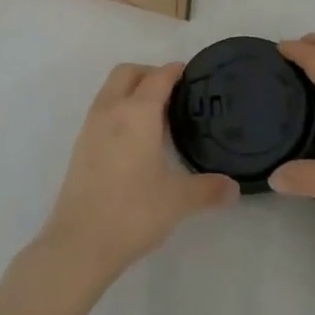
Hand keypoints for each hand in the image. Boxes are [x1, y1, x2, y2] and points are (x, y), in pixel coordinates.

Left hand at [37, 63, 237, 287]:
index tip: (191, 74)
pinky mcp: (80, 146)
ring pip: (110, 90)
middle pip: (127, 73)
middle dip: (149, 73)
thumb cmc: (133, 212)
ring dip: (131, 90)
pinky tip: (134, 139)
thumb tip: (234, 188)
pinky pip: (102, 111)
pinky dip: (118, 110)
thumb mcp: (178, 201)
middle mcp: (111, 111)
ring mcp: (90, 127)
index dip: (175, 71)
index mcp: (137, 113)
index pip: (158, 77)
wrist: (79, 243)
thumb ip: (208, 190)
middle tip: (172, 93)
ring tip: (155, 116)